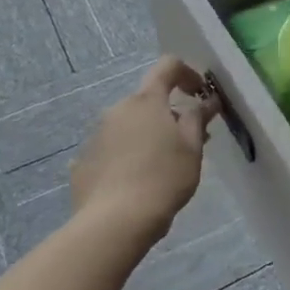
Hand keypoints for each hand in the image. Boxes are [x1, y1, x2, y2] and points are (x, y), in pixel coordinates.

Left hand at [70, 56, 219, 238]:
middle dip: (169, 114)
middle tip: (189, 140)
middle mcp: (118, 109)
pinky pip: (111, 150)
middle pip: (148, 100)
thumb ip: (198, 118)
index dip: (187, 72)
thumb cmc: (163, 178)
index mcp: (146, 101)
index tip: (200, 93)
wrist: (115, 222)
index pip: (167, 66)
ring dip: (148, 135)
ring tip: (163, 166)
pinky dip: (127, 156)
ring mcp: (96, 135)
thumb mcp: (192, 147)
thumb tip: (206, 101)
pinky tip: (135, 182)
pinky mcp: (83, 162)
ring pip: (129, 125)